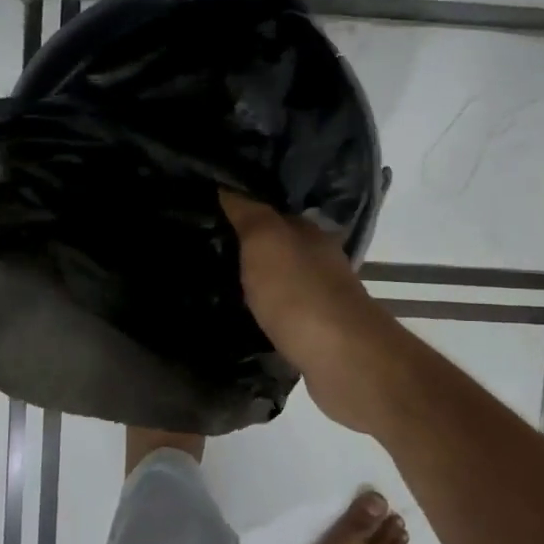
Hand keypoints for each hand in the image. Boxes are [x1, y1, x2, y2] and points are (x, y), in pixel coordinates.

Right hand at [219, 191, 414, 435]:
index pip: (271, 213)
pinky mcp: (315, 334)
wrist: (342, 359)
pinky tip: (242, 319)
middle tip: (201, 252)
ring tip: (213, 287)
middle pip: (276, 249)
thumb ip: (247, 212)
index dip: (241, 212)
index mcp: (309, 233)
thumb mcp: (265, 241)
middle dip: (246, 250)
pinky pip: (281, 316)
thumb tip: (226, 184)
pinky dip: (264, 315)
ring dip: (255, 284)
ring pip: (279, 283)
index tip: (205, 216)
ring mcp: (320, 299)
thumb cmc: (299, 293)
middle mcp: (319, 261)